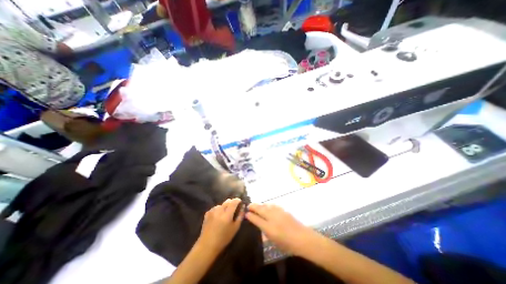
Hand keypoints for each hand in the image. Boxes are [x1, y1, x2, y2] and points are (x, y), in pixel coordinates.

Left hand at [199, 199, 243, 253]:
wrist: (207, 246)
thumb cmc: (223, 239)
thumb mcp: (235, 228)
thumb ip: (240, 216)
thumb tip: (243, 207)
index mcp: (227, 214)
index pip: (234, 202)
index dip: (238, 200)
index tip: (240, 202)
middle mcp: (219, 210)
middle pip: (227, 201)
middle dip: (232, 203)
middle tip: (234, 209)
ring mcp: (212, 211)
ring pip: (221, 204)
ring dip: (225, 206)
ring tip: (225, 214)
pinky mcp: (207, 213)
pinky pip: (215, 208)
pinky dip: (219, 209)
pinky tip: (218, 216)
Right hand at [246, 204, 318, 255]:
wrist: (302, 238)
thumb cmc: (287, 244)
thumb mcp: (274, 240)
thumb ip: (265, 231)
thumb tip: (260, 224)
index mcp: (269, 227)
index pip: (256, 219)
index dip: (250, 215)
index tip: (246, 213)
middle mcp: (272, 217)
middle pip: (260, 209)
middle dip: (253, 206)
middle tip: (248, 206)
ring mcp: (278, 212)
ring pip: (266, 205)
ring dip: (260, 205)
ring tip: (256, 205)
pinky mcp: (283, 210)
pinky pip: (272, 205)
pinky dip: (268, 205)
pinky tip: (267, 205)